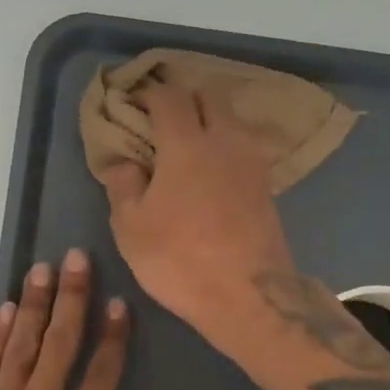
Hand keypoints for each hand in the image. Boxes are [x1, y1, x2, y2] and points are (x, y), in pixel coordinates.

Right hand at [102, 82, 297, 342]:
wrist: (248, 295)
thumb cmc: (179, 258)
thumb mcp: (131, 227)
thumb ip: (123, 185)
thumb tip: (124, 162)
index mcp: (186, 143)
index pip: (168, 96)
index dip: (148, 93)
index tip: (133, 105)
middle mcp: (224, 141)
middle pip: (209, 96)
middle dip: (184, 98)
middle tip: (161, 119)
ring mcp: (251, 161)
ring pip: (230, 120)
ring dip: (208, 121)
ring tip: (186, 146)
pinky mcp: (266, 185)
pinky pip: (241, 147)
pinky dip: (224, 146)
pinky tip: (209, 171)